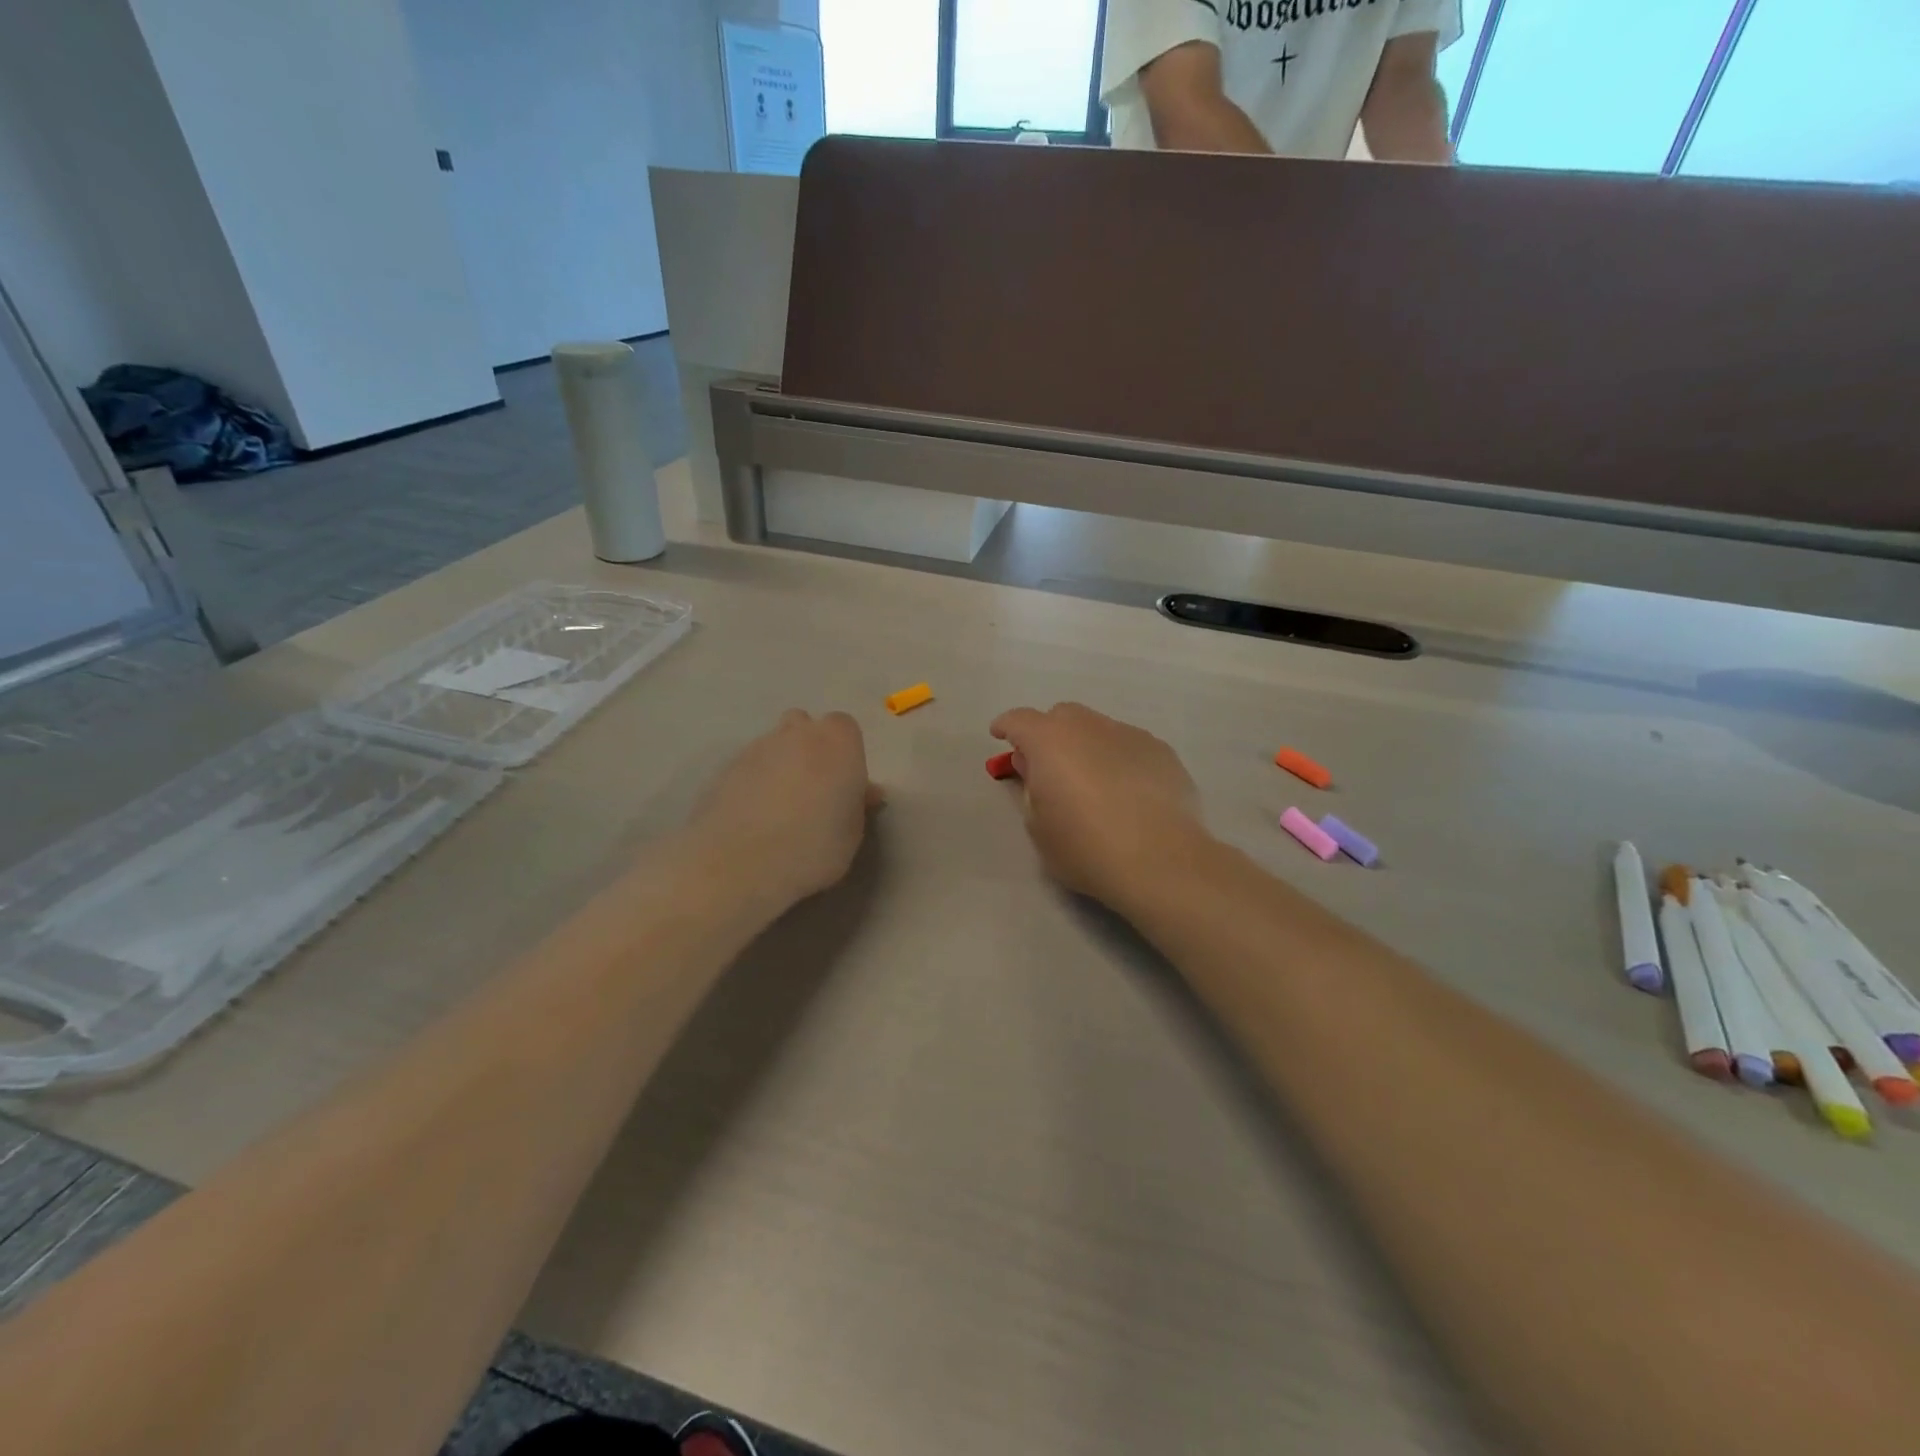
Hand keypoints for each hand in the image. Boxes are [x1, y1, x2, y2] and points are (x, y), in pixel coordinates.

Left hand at [684, 710, 880, 915]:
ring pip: (775, 744)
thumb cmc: (814, 848)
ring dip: (782, 763)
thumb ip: (857, 803)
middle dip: (811, 747)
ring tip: (781, 805)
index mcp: (837, 741)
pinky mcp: (725, 769)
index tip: (845, 785)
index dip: (846, 754)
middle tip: (814, 789)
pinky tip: (755, 815)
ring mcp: (757, 747)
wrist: (740, 865)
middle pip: (805, 726)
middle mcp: (797, 733)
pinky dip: (756, 781)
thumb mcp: (853, 832)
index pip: (845, 728)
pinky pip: (750, 767)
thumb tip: (862, 792)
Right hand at [990, 703, 1208, 910]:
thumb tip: (1038, 771)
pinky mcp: (1161, 751)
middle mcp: (1089, 727)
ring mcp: (1130, 734)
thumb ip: (1031, 790)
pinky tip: (1127, 792)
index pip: (1019, 720)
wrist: (1160, 861)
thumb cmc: (1086, 848)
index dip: (1006, 727)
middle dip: (1048, 733)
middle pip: (1062, 716)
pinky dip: (1118, 759)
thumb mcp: (1038, 827)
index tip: (1000, 735)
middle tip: (1048, 766)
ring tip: (1093, 784)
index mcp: (1050, 741)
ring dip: (1086, 746)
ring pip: (1098, 729)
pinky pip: (1128, 746)